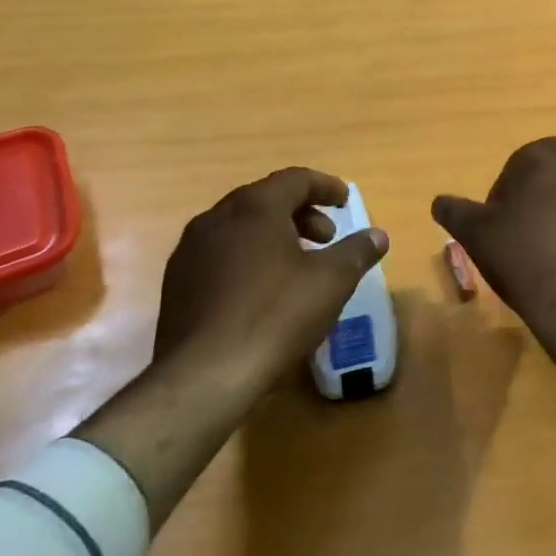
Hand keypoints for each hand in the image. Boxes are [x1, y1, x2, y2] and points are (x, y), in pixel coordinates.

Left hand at [151, 168, 389, 395]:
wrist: (204, 376)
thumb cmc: (275, 316)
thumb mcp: (332, 281)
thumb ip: (357, 251)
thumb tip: (378, 235)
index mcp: (254, 208)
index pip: (295, 179)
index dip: (325, 187)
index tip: (345, 201)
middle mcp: (217, 218)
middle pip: (265, 199)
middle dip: (301, 213)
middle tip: (326, 237)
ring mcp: (191, 251)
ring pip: (240, 227)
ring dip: (274, 235)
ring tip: (298, 265)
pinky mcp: (177, 283)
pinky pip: (221, 253)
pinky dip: (249, 256)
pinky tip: (263, 290)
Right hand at [433, 138, 555, 412]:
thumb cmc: (524, 256)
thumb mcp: (477, 234)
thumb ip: (456, 211)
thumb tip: (439, 202)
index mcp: (550, 154)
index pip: (519, 166)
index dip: (504, 198)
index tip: (498, 229)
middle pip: (555, 181)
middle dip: (539, 203)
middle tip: (523, 242)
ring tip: (553, 259)